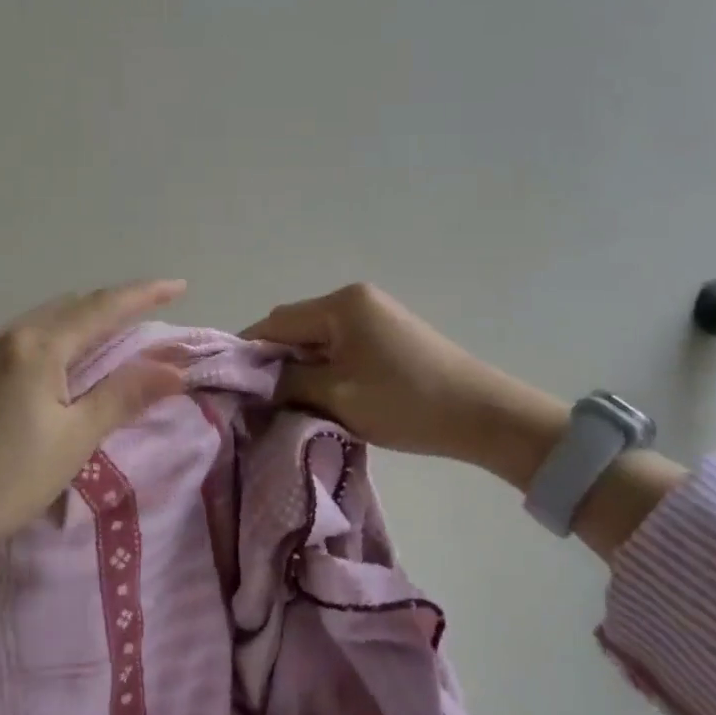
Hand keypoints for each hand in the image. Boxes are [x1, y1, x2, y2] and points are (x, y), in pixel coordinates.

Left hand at [0, 279, 189, 701]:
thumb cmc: (5, 480)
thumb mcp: (74, 440)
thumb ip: (124, 395)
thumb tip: (175, 367)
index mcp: (35, 345)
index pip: (101, 308)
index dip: (143, 295)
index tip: (178, 285)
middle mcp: (4, 333)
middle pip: (71, 307)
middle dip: (113, 307)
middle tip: (149, 317)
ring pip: (43, 321)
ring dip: (81, 322)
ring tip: (111, 339)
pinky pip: (19, 338)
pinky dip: (52, 339)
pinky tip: (58, 363)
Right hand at [243, 283, 568, 488]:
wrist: (483, 415)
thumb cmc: (405, 402)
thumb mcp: (338, 396)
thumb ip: (289, 383)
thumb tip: (255, 383)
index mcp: (341, 305)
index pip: (277, 322)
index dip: (250, 351)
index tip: (231, 384)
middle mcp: (355, 299)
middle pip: (297, 327)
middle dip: (277, 361)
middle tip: (262, 399)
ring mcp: (375, 314)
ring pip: (319, 339)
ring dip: (303, 367)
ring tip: (292, 402)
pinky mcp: (388, 334)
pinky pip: (342, 346)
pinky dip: (327, 368)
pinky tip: (324, 395)